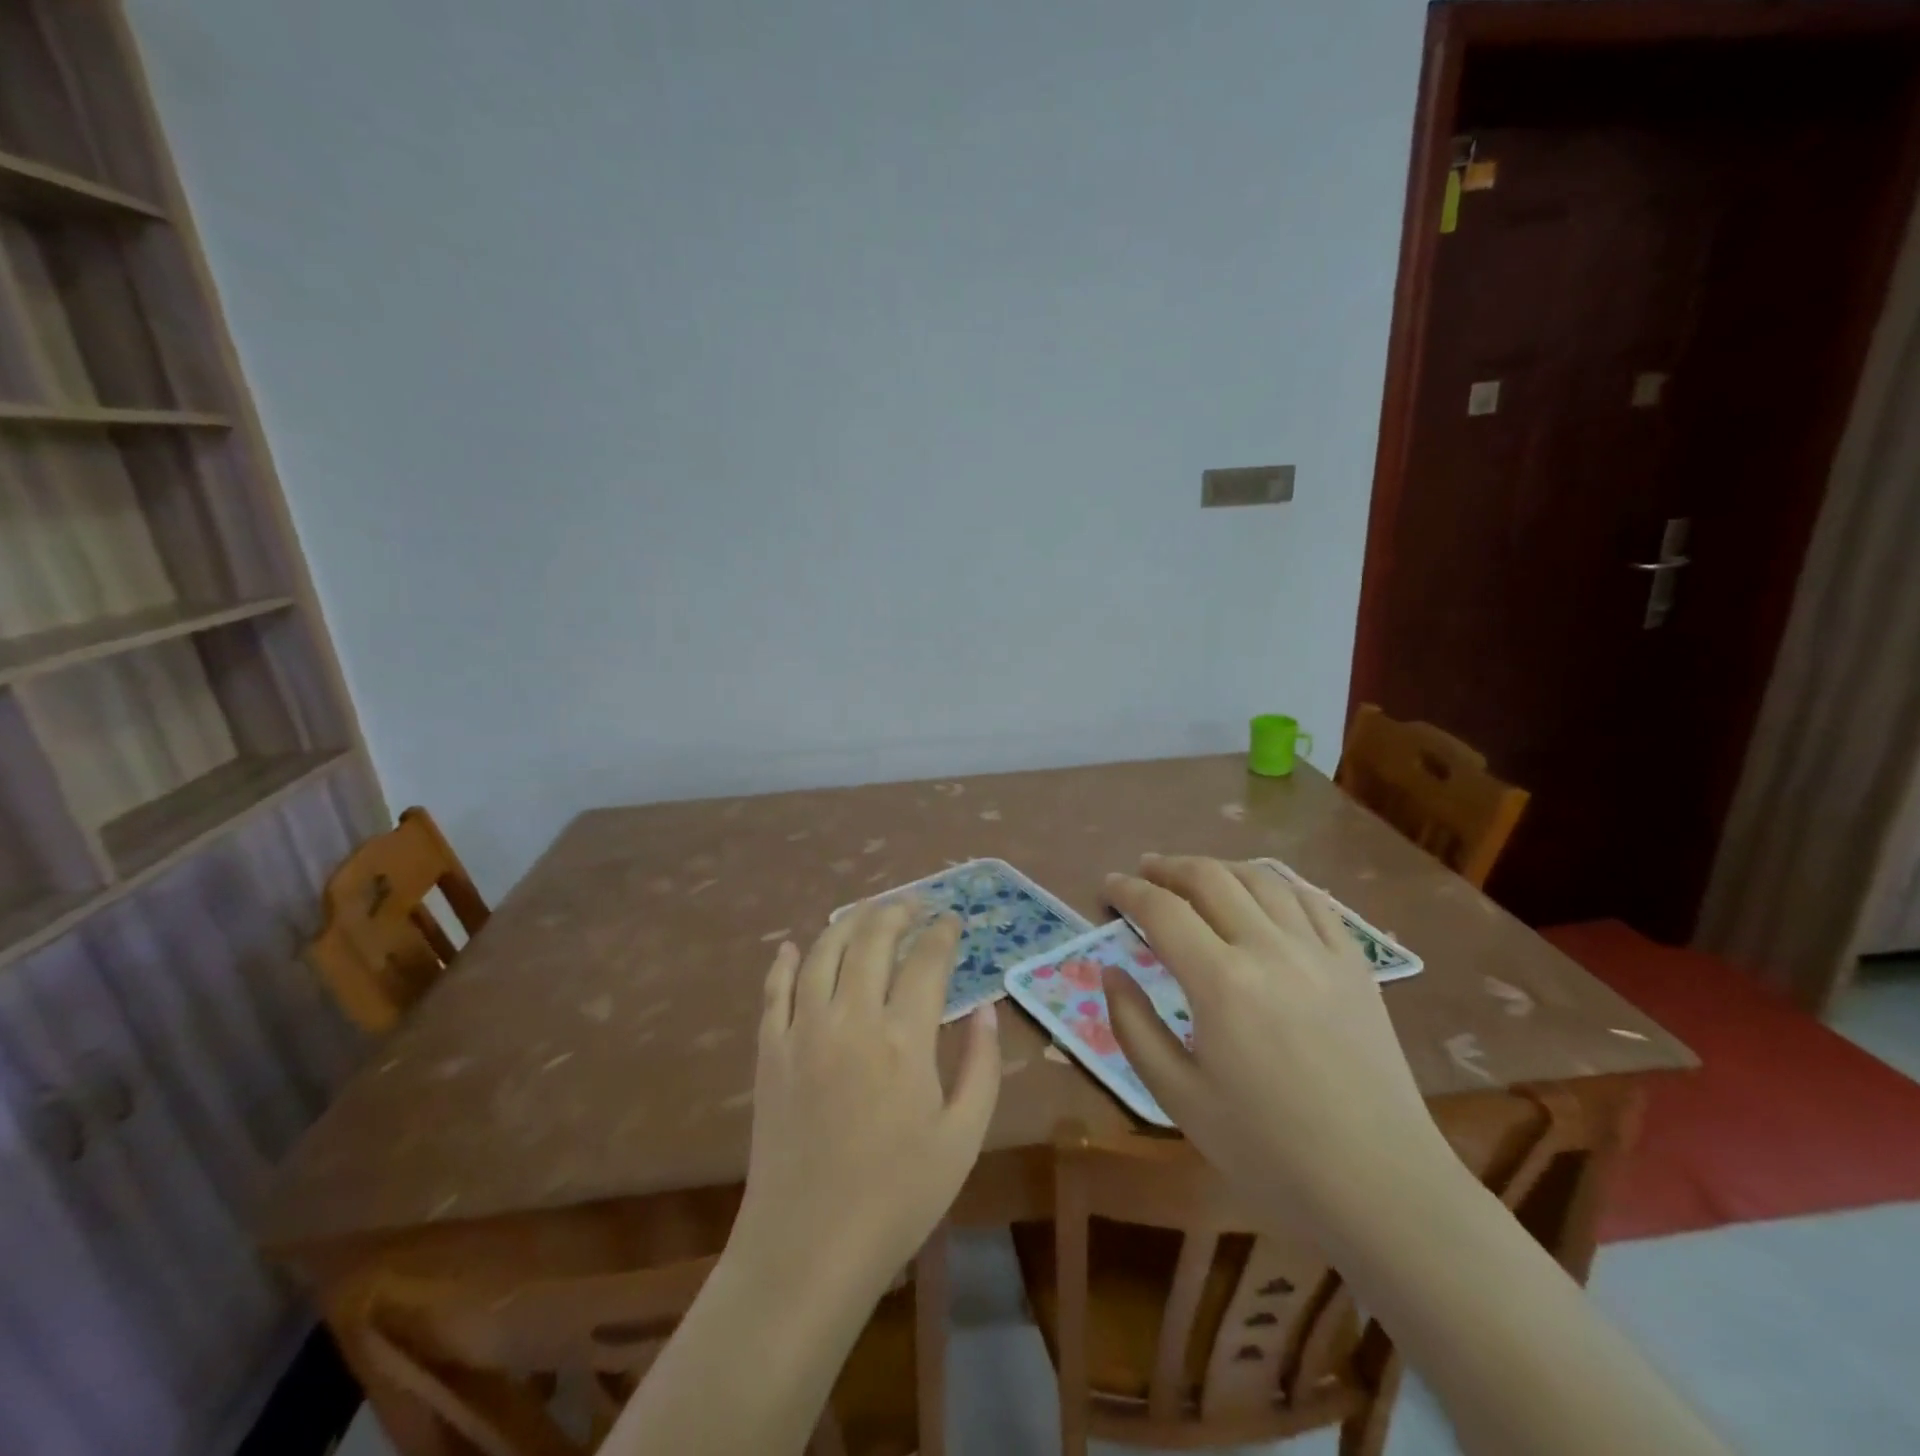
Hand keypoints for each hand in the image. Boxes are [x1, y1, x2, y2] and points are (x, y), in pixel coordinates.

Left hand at [731, 901, 1000, 1295]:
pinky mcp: (769, 1053)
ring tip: (865, 913)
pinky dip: (782, 963)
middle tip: (912, 905)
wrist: (808, 1248)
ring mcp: (803, 1031)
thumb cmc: (897, 1197)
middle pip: (871, 940)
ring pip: (821, 953)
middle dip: (896, 913)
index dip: (942, 934)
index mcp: (904, 1038)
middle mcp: (851, 1018)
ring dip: (845, 923)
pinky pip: (773, 992)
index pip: (927, 961)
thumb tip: (986, 1008)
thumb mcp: (963, 1137)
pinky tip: (790, 946)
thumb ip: (981, 1065)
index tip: (953, 921)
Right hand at [1103, 855, 1450, 1225]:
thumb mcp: (1179, 1098)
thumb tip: (1110, 970)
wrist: (1381, 1189)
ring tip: (1196, 876)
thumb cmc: (1268, 1152)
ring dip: (1219, 868)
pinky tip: (1263, 893)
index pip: (1162, 910)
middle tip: (1144, 872)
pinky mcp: (1356, 966)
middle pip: (1210, 879)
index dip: (1128, 891)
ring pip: (1262, 880)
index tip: (1107, 886)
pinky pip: (1313, 901)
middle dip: (1168, 867)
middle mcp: (1269, 950)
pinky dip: (1277, 884)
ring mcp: (1320, 952)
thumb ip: (1133, 1026)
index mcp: (1221, 983)